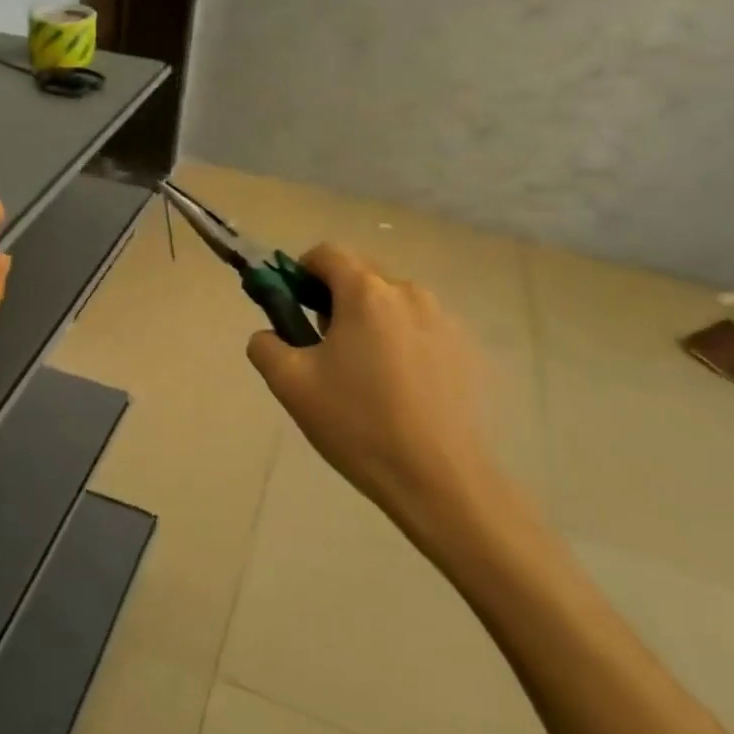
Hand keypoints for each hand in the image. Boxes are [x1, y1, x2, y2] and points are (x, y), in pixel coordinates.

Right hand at [246, 245, 509, 554]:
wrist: (440, 479)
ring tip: (364, 374)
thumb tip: (268, 334)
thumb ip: (266, 345)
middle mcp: (409, 293)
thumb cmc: (358, 423)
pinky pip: (422, 329)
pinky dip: (403, 343)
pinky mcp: (467, 350)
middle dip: (336, 298)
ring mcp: (445, 320)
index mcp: (366, 293)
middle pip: (362, 275)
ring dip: (371, 321)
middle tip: (324, 346)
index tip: (294, 305)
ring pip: (393, 303)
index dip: (302, 271)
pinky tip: (401, 389)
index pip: (327, 253)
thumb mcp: (290, 384)